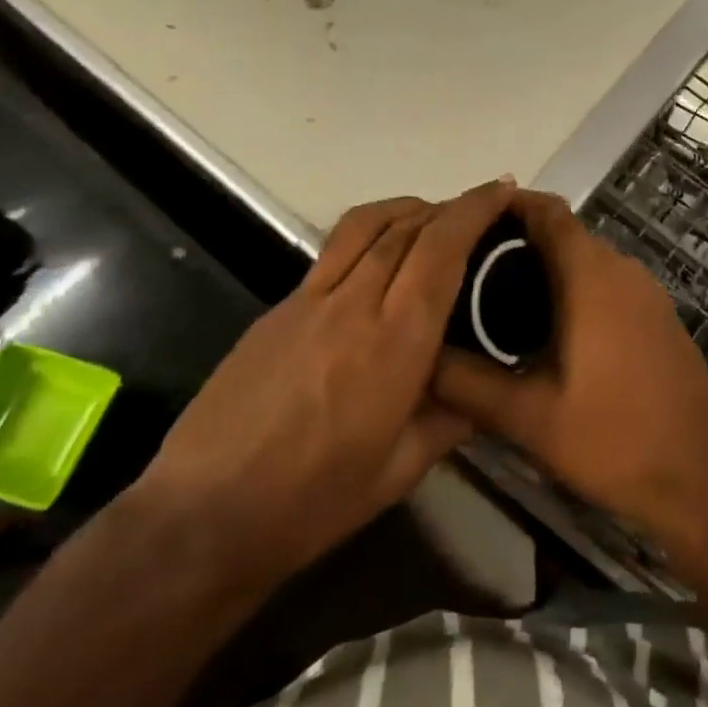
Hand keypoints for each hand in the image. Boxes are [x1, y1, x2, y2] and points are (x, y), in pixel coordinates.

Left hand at [134, 178, 515, 587]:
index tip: (503, 190)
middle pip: (408, 225)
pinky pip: (334, 251)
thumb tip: (481, 392)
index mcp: (395, 341)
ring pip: (366, 224)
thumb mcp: (401, 469)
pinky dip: (371, 234)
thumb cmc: (313, 502)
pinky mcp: (278, 308)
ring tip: (432, 217)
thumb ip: (450, 419)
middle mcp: (354, 303)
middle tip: (480, 209)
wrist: (203, 516)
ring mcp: (308, 299)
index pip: (442, 248)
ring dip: (407, 207)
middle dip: (450, 205)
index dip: (475, 209)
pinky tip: (379, 261)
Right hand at [431, 189, 707, 546]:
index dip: (507, 204)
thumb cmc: (612, 440)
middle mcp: (622, 269)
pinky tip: (544, 328)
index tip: (464, 219)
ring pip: (586, 258)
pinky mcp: (657, 315)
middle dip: (515, 240)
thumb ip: (466, 382)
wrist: (700, 477)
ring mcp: (646, 291)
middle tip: (465, 267)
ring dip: (544, 265)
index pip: (547, 211)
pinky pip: (606, 281)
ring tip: (492, 296)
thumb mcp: (528, 417)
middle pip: (564, 232)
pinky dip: (573, 287)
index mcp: (591, 276)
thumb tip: (418, 354)